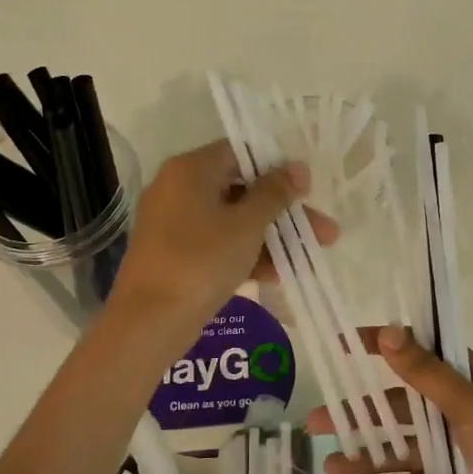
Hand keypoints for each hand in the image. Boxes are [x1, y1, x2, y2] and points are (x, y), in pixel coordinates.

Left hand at [108, 139, 335, 337]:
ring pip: (233, 221)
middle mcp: (179, 189)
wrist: (149, 321)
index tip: (307, 189)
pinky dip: (247, 255)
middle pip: (241, 189)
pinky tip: (281, 274)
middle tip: (323, 229)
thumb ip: (275, 194)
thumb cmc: (201, 260)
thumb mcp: (246, 225)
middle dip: (284, 211)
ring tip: (314, 253)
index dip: (277, 168)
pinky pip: (219, 245)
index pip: (240, 153)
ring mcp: (176, 225)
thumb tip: (297, 168)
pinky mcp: (177, 256)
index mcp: (190, 170)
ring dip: (272, 236)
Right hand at [310, 326, 472, 473]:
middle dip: (359, 414)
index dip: (378, 347)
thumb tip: (386, 330)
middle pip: (399, 405)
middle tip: (315, 421)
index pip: (417, 353)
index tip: (339, 345)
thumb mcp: (470, 406)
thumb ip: (425, 374)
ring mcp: (455, 447)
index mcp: (470, 378)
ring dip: (368, 455)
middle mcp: (459, 408)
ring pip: (402, 445)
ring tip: (330, 469)